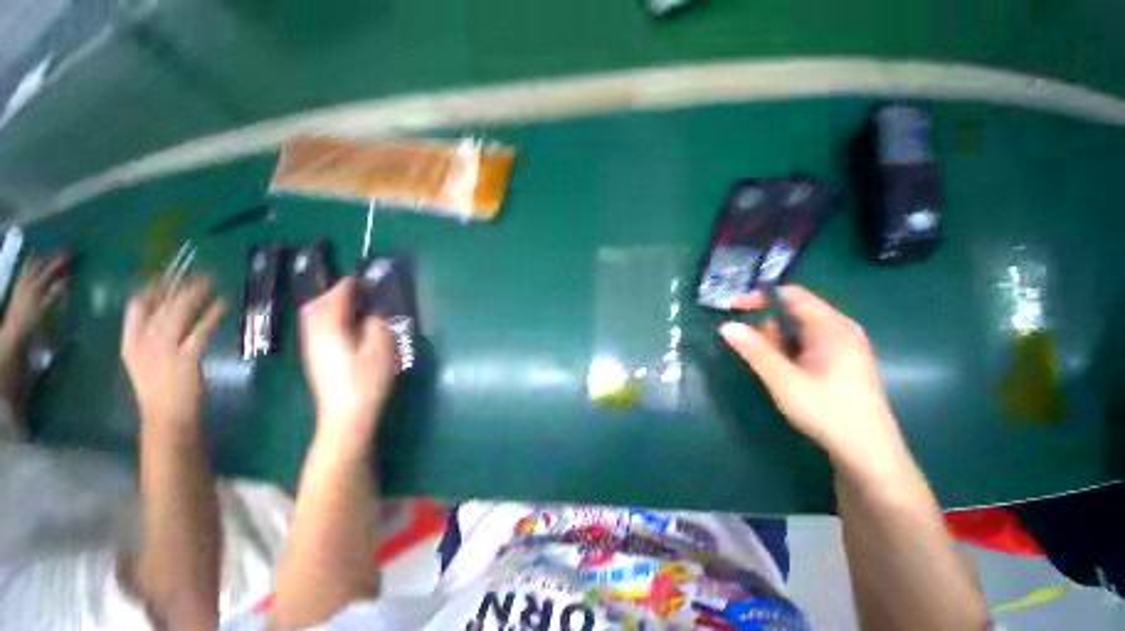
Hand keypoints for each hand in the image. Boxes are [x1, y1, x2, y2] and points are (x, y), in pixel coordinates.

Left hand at [2, 253, 68, 344]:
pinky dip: (28, 263)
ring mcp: (22, 283)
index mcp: (37, 286)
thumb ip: (56, 293)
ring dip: (39, 258)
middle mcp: (28, 281)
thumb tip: (68, 280)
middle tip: (62, 251)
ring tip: (44, 251)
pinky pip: (24, 271)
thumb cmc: (33, 321)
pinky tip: (30, 260)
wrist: (15, 332)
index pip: (51, 269)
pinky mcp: (19, 287)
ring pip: (31, 266)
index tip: (71, 253)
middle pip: (40, 264)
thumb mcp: (47, 309)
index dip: (61, 261)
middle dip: (51, 256)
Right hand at [121, 277, 225, 432]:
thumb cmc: (159, 388)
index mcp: (130, 342)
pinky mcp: (186, 358)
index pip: (137, 306)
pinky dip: (213, 314)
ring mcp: (164, 350)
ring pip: (180, 312)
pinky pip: (201, 329)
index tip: (170, 275)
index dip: (154, 287)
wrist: (166, 416)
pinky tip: (223, 303)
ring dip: (197, 294)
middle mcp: (143, 342)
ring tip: (212, 281)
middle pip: (162, 304)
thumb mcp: (145, 359)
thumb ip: (152, 336)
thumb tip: (171, 311)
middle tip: (199, 273)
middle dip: (181, 285)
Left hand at [299, 278, 396, 448]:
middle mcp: (315, 334)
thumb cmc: (367, 380)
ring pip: (312, 315)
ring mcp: (311, 346)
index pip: (336, 298)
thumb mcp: (381, 349)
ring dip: (327, 303)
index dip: (349, 285)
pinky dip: (324, 316)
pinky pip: (313, 326)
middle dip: (335, 292)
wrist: (345, 414)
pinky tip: (339, 323)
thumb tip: (372, 313)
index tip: (361, 278)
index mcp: (332, 329)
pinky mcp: (314, 356)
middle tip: (356, 289)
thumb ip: (376, 325)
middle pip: (318, 304)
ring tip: (348, 303)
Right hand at [720, 285, 907, 473]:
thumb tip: (726, 326)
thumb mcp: (784, 381)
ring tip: (763, 361)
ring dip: (774, 339)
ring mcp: (841, 346)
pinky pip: (806, 344)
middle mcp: (839, 330)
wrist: (868, 453)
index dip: (761, 297)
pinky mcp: (839, 362)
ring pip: (798, 330)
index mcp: (832, 327)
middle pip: (794, 311)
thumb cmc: (828, 412)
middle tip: (742, 339)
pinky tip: (781, 369)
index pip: (792, 295)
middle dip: (764, 321)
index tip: (734, 308)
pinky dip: (787, 350)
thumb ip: (755, 351)